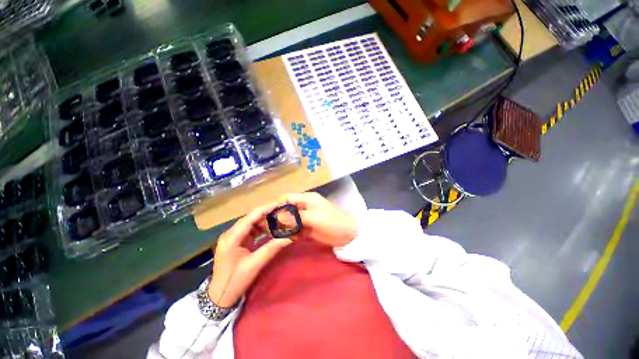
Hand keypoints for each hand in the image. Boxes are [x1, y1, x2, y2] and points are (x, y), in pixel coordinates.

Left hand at [207, 203, 292, 307]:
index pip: (250, 218)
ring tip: (279, 220)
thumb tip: (289, 237)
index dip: (265, 209)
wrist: (219, 297)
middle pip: (250, 218)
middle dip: (266, 214)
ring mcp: (233, 237)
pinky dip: (261, 229)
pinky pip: (251, 231)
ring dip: (265, 222)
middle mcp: (230, 234)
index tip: (279, 204)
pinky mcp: (236, 242)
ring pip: (251, 224)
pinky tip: (271, 229)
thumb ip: (271, 248)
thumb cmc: (234, 282)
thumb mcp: (254, 265)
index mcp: (231, 238)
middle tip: (282, 212)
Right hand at [279, 192, 357, 246]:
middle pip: (288, 210)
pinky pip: (297, 229)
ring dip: (285, 227)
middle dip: (280, 218)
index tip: (269, 216)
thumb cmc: (332, 221)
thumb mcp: (313, 217)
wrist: (348, 234)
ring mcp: (307, 218)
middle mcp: (305, 207)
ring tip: (279, 236)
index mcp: (307, 199)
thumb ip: (295, 216)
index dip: (278, 205)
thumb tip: (277, 217)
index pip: (287, 198)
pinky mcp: (309, 228)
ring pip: (291, 221)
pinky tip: (290, 239)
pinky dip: (293, 234)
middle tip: (272, 229)